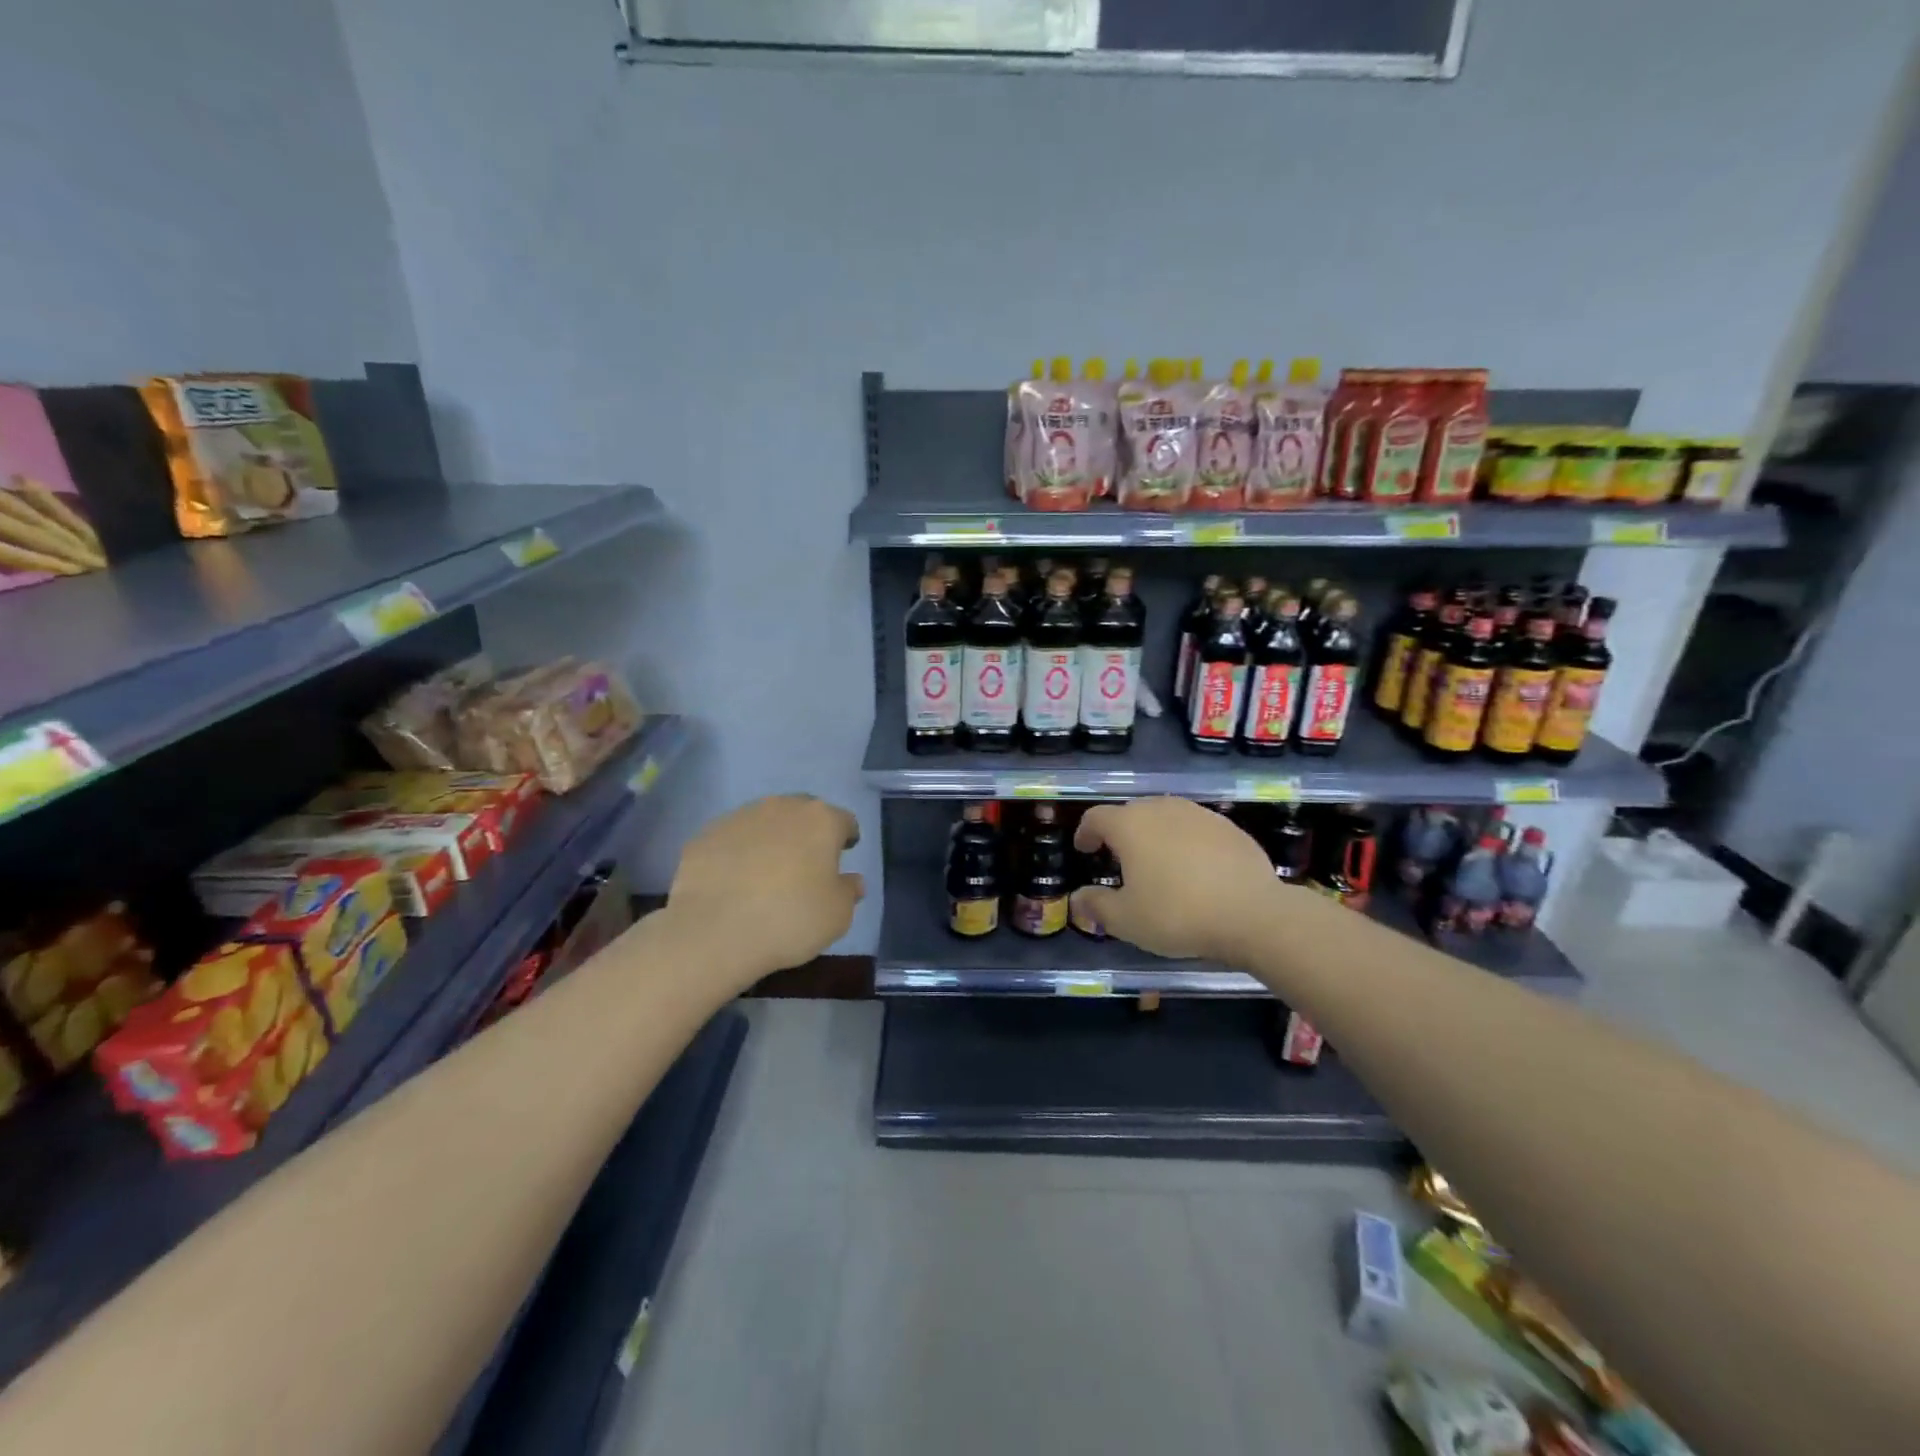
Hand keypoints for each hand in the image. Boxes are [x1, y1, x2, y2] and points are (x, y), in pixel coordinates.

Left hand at [664, 794, 862, 987]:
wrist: (713, 932)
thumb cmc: (790, 919)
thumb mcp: (837, 915)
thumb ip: (849, 891)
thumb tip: (851, 880)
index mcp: (821, 820)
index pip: (844, 821)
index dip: (846, 838)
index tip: (844, 854)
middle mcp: (781, 807)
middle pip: (803, 813)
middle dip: (808, 832)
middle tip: (806, 862)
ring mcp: (739, 817)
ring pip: (765, 822)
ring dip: (771, 839)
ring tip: (766, 872)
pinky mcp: (705, 834)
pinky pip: (732, 839)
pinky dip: (738, 853)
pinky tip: (734, 881)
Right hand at [1071, 798, 1282, 962]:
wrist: (1253, 914)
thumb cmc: (1178, 914)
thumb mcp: (1126, 920)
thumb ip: (1096, 905)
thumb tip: (1077, 898)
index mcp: (1130, 825)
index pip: (1096, 817)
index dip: (1085, 832)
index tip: (1085, 850)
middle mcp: (1161, 809)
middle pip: (1131, 812)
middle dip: (1120, 832)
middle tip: (1119, 859)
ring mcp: (1198, 814)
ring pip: (1165, 816)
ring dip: (1154, 833)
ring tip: (1156, 861)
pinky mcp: (1228, 826)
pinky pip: (1195, 827)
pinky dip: (1185, 841)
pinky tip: (1194, 868)